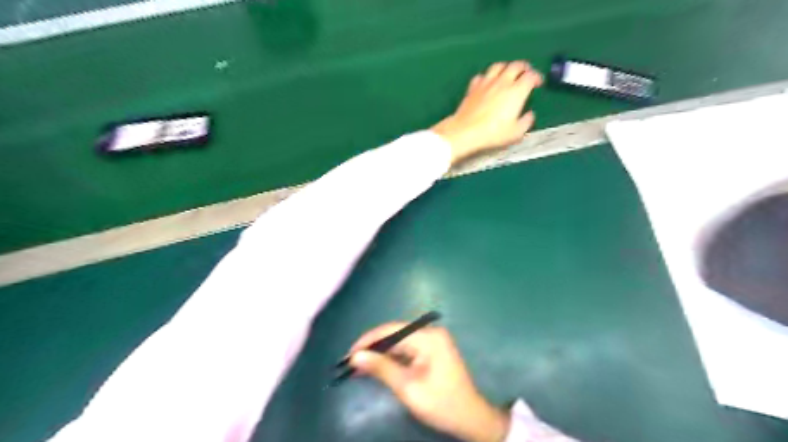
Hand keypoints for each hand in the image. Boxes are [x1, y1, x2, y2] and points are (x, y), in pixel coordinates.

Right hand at [348, 322, 508, 441]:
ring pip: (399, 342)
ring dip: (380, 353)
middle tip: (351, 362)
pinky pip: (407, 349)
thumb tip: (355, 356)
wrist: (471, 418)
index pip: (392, 330)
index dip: (368, 340)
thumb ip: (382, 368)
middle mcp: (430, 333)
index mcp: (428, 337)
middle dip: (373, 347)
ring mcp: (433, 341)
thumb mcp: (408, 387)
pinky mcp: (432, 350)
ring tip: (359, 365)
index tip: (349, 354)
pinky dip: (392, 358)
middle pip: (395, 334)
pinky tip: (377, 366)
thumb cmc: (441, 404)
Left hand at [430, 61, 541, 165]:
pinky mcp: (473, 87)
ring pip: (498, 66)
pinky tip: (488, 83)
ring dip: (506, 67)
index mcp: (516, 91)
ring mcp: (486, 83)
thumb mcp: (516, 133)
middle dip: (524, 67)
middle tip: (526, 73)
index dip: (537, 77)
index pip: (531, 76)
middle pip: (516, 65)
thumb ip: (526, 122)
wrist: (466, 132)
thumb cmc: (493, 133)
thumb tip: (529, 115)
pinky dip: (488, 76)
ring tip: (508, 73)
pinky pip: (482, 75)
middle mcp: (502, 82)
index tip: (538, 83)